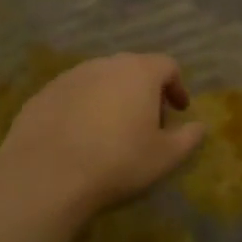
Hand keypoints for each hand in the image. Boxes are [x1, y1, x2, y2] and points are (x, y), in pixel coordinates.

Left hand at [0, 54, 206, 219]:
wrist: (44, 177)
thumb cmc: (116, 162)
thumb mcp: (165, 157)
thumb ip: (189, 138)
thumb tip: (199, 126)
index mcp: (139, 72)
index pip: (167, 66)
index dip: (177, 87)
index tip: (178, 110)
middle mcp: (105, 65)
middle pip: (133, 69)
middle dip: (144, 92)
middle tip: (147, 122)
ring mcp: (70, 77)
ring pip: (100, 81)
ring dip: (111, 98)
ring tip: (111, 131)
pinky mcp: (42, 95)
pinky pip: (72, 96)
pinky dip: (82, 109)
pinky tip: (79, 138)